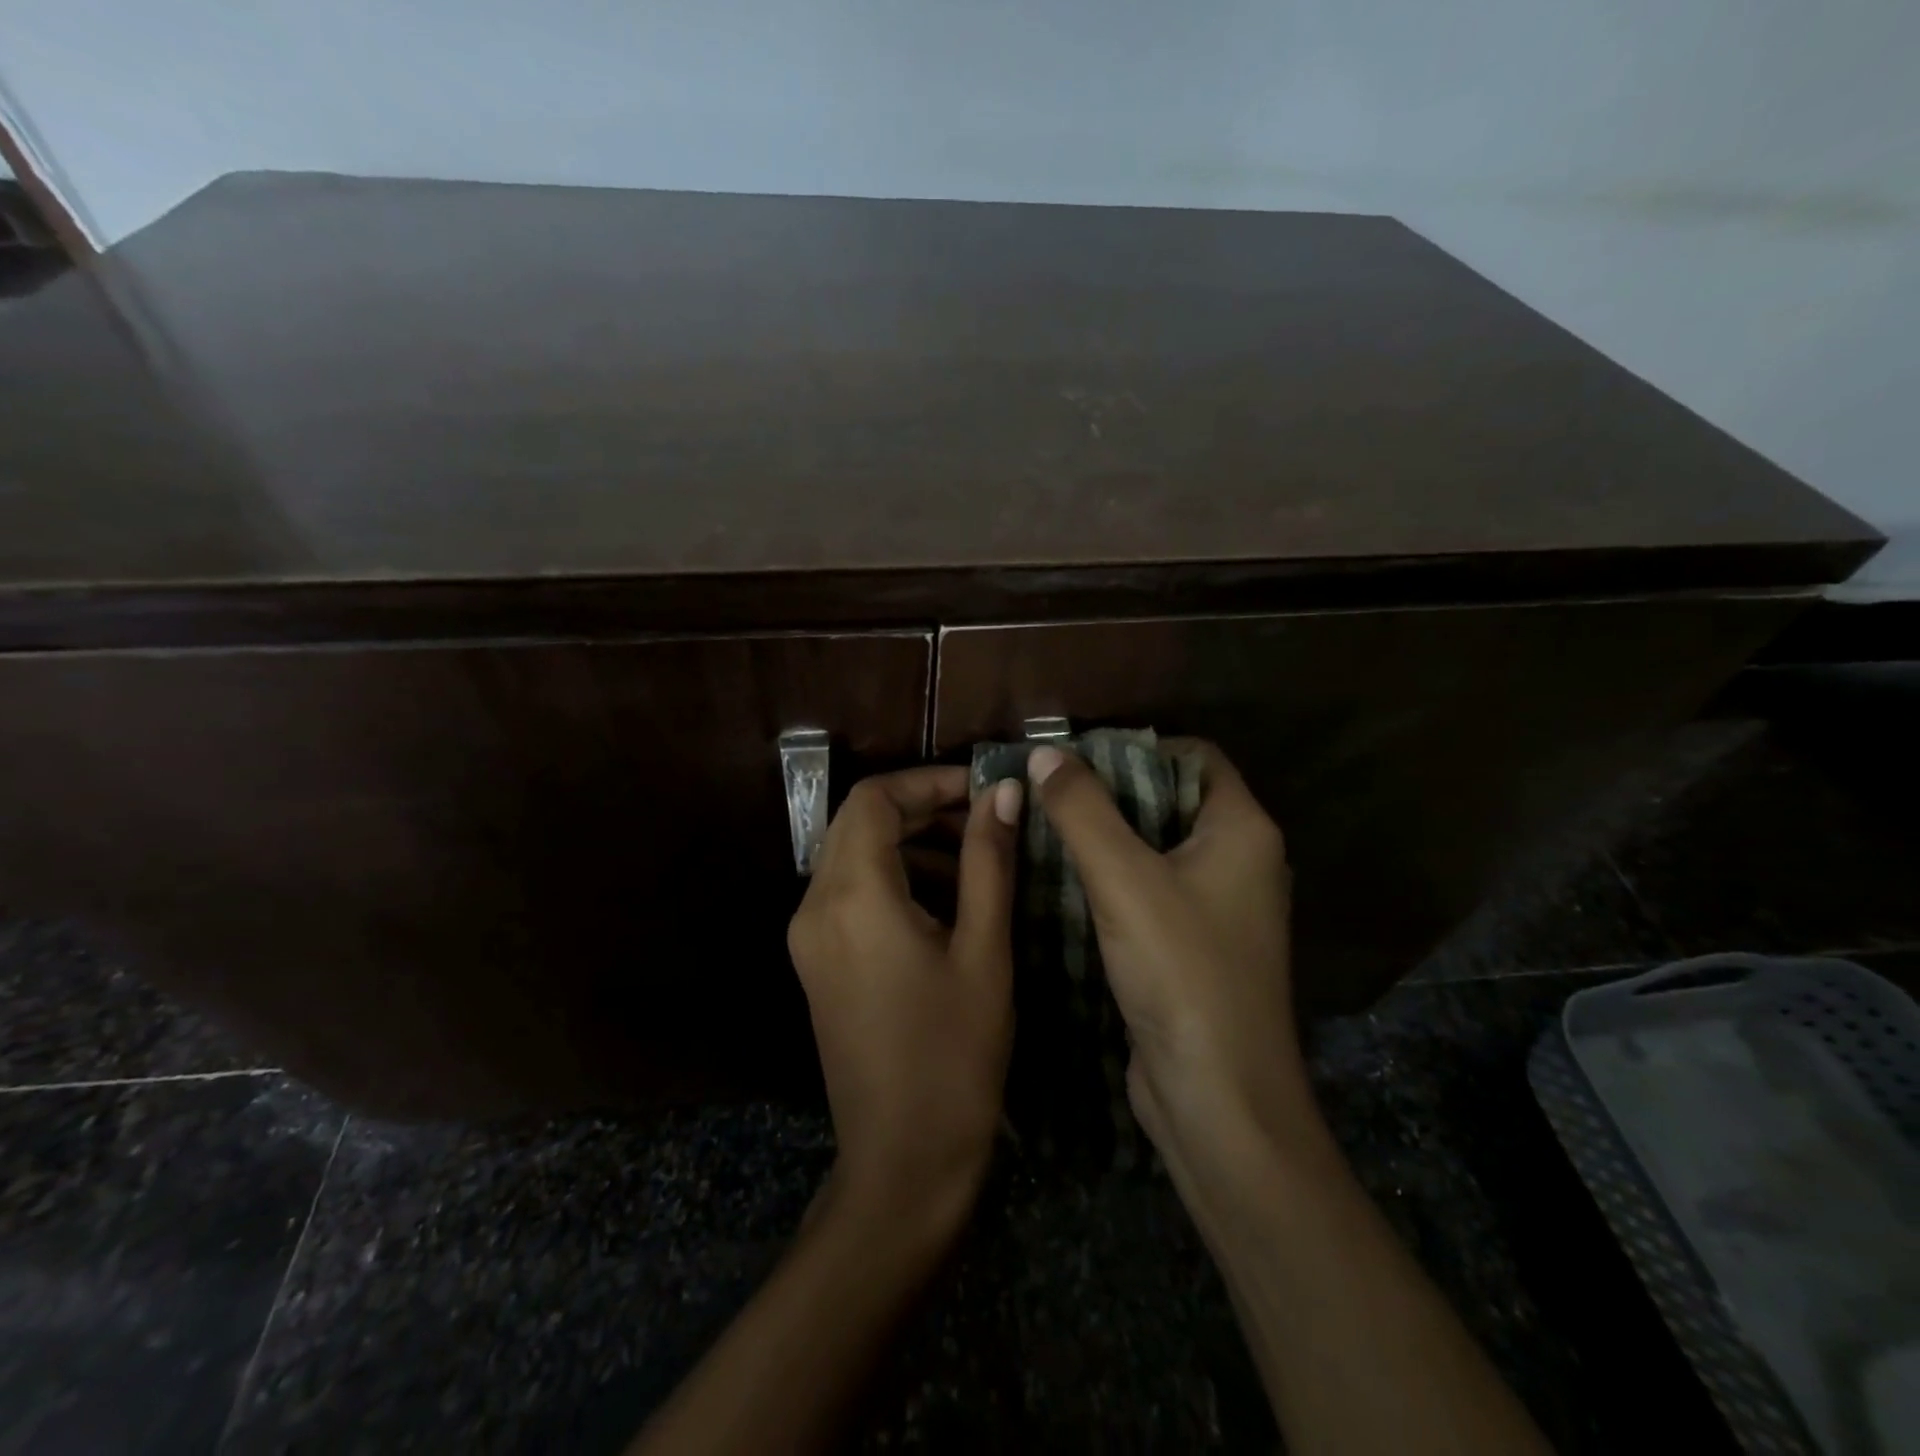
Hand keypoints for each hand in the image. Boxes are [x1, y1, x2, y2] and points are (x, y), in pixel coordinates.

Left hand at [788, 766, 1023, 1233]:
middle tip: (985, 819)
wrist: (903, 1161)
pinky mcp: (816, 961)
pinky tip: (944, 900)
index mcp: (853, 896)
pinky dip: (893, 877)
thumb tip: (1005, 793)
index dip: (928, 780)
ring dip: (909, 841)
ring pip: (853, 854)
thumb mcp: (983, 949)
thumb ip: (989, 861)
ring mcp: (809, 936)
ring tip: (974, 857)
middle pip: (859, 821)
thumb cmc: (954, 1055)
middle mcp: (815, 906)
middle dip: (922, 807)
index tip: (983, 790)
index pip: (874, 798)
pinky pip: (850, 892)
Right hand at [1026, 741, 1316, 1163]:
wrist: (1217, 1098)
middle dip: (1111, 789)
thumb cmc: (1182, 972)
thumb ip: (1082, 810)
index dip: (1138, 746)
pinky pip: (1150, 888)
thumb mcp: (1124, 880)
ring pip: (1156, 846)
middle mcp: (1240, 860)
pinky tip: (1062, 876)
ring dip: (1106, 834)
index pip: (1195, 756)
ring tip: (1043, 822)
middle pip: (1171, 798)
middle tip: (1047, 786)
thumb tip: (1043, 753)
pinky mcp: (1193, 943)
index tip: (1077, 753)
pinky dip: (1112, 875)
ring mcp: (1218, 905)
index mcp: (1243, 830)